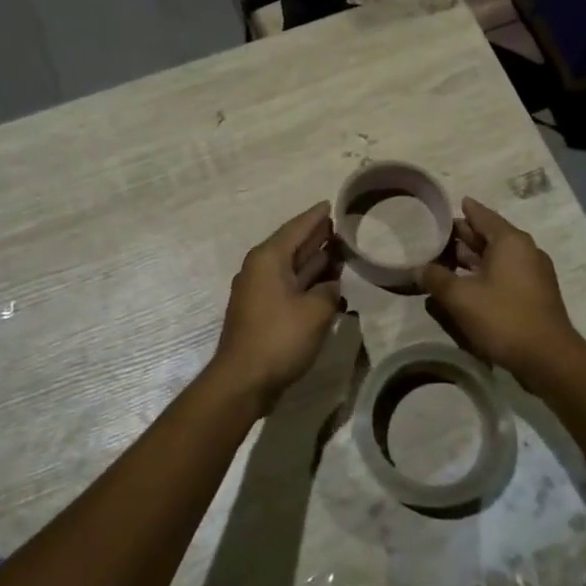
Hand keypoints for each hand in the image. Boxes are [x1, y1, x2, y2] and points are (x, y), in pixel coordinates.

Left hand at [210, 203, 343, 405]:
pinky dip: (307, 282)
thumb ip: (329, 290)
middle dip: (317, 237)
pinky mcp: (262, 312)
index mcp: (268, 259)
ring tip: (340, 252)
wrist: (243, 381)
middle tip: (342, 227)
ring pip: (291, 268)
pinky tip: (327, 285)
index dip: (316, 216)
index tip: (331, 204)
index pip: (296, 228)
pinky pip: (288, 287)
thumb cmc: (279, 338)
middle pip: (293, 245)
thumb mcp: (316, 311)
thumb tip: (329, 285)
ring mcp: (259, 291)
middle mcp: (260, 269)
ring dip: (314, 261)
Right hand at [419, 197, 585, 389]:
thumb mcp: (460, 297)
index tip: (452, 203)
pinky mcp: (534, 295)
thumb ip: (436, 279)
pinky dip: (485, 274)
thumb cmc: (503, 317)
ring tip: (446, 260)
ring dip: (473, 258)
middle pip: (490, 236)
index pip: (483, 216)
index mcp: (510, 241)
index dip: (465, 210)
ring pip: (497, 258)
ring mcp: (533, 274)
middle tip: (438, 235)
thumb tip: (419, 268)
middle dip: (465, 236)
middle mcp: (525, 251)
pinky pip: (505, 274)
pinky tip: (466, 285)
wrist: (547, 358)